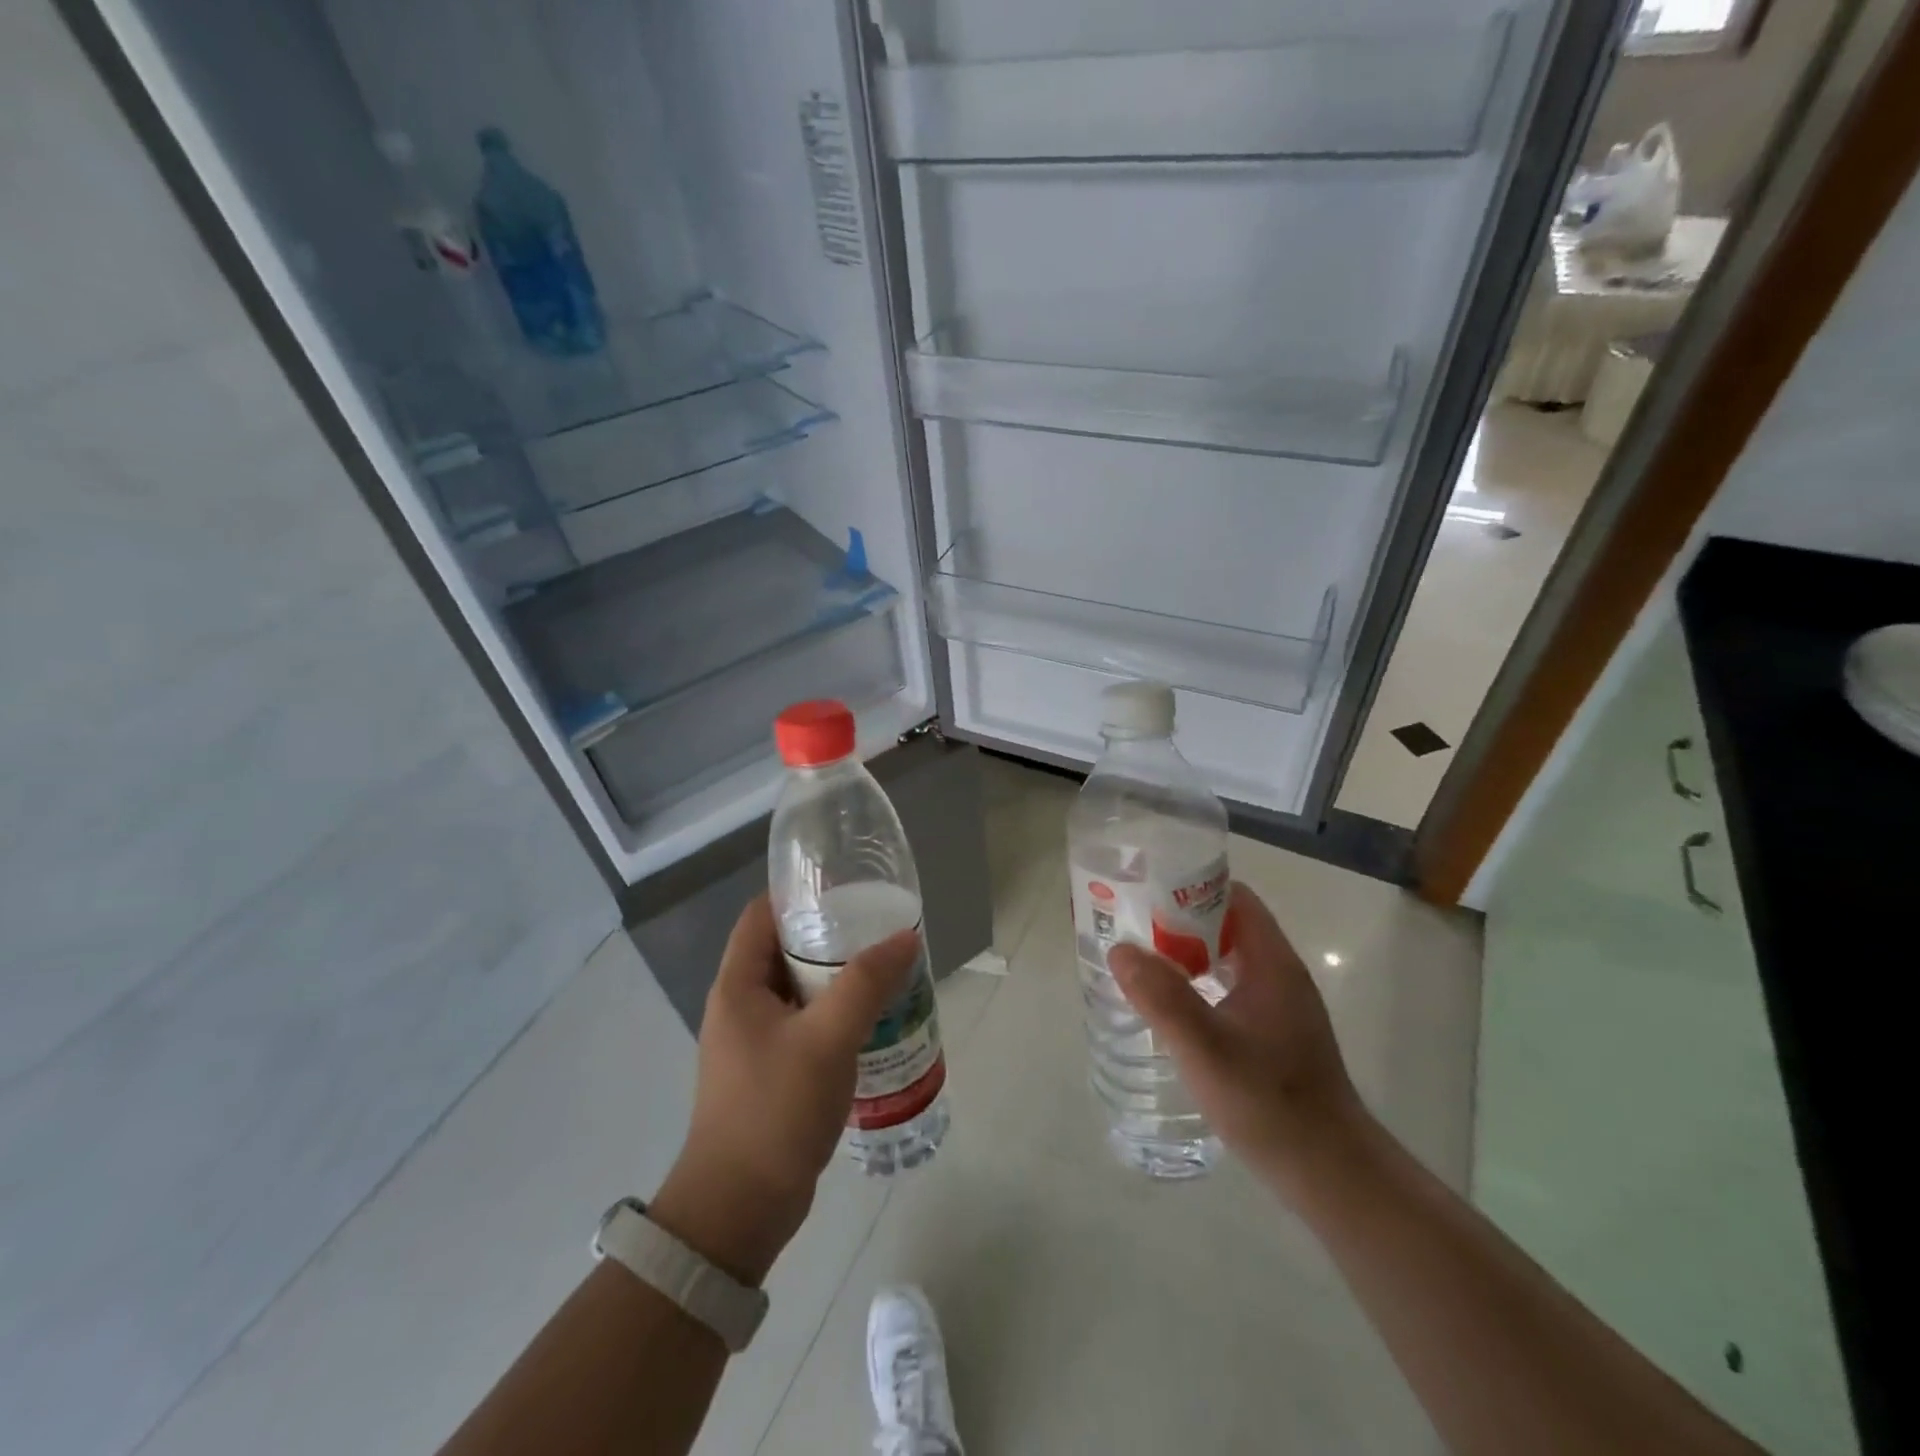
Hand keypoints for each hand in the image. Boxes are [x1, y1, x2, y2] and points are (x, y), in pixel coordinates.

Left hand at [650, 896, 919, 1284]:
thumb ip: (866, 984)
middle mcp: (741, 1006)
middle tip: (879, 930)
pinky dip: (836, 1015)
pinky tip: (875, 1021)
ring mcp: (755, 1042)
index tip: (847, 888)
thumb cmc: (774, 1110)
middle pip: (785, 950)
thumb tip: (905, 937)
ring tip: (886, 970)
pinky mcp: (772, 1072)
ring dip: (838, 979)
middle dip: (831, 937)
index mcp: (738, 985)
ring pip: (800, 990)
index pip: (762, 915)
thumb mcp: (826, 1039)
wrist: (739, 1210)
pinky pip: (807, 1025)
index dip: (799, 895)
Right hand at [1108, 882, 1367, 1191]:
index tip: (1145, 893)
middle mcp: (1280, 974)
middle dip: (1178, 920)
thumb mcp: (1205, 1049)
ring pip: (1227, 958)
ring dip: (1187, 953)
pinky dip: (1199, 982)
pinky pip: (1231, 987)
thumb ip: (1162, 998)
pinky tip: (1170, 1005)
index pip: (1233, 897)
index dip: (1189, 888)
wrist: (1329, 1173)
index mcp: (1272, 963)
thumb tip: (1120, 950)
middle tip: (1130, 926)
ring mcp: (1280, 1005)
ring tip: (1140, 960)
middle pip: (1227, 924)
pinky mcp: (1275, 1033)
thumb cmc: (1269, 1103)